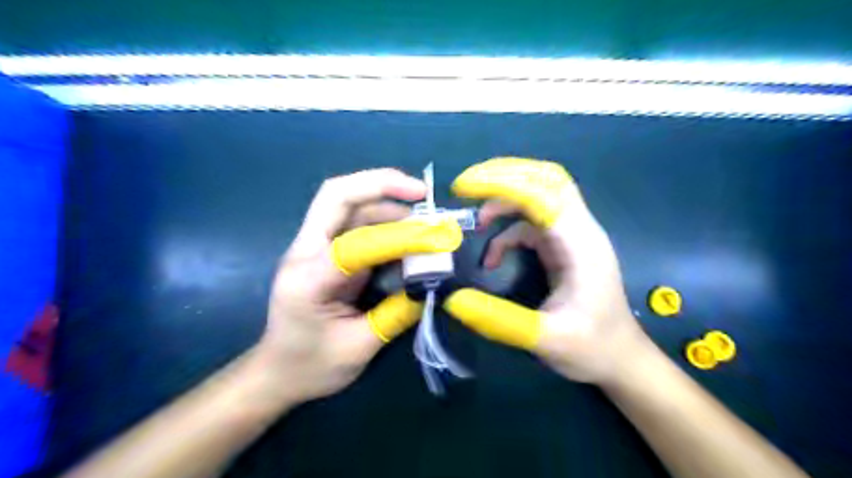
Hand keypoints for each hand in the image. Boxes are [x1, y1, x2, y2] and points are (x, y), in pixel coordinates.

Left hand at [256, 168, 463, 402]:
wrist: (277, 372)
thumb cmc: (311, 365)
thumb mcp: (359, 348)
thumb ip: (397, 313)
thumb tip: (433, 283)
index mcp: (307, 280)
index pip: (354, 244)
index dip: (398, 238)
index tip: (435, 239)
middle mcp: (305, 252)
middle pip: (336, 196)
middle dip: (380, 184)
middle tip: (422, 191)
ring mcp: (314, 247)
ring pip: (348, 203)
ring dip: (388, 201)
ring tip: (424, 215)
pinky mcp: (327, 251)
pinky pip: (356, 221)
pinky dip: (385, 217)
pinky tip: (409, 229)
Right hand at [442, 159, 648, 386]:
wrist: (620, 358)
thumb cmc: (591, 347)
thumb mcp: (546, 339)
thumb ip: (500, 320)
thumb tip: (453, 299)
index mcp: (581, 244)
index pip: (542, 193)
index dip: (501, 185)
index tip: (463, 188)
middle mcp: (579, 230)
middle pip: (545, 179)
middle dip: (503, 176)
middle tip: (466, 186)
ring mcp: (571, 236)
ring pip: (537, 195)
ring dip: (503, 200)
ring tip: (477, 222)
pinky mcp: (562, 246)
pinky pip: (531, 224)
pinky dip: (507, 232)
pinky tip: (493, 259)